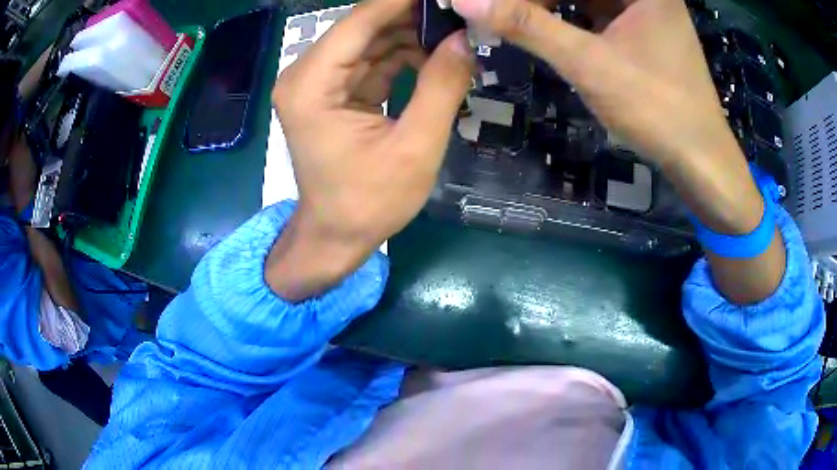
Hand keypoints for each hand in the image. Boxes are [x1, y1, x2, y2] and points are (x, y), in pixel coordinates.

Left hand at [267, 0, 473, 300]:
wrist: (336, 235)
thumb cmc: (369, 203)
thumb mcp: (415, 148)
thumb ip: (441, 86)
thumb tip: (465, 39)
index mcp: (312, 85)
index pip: (361, 20)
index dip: (404, 2)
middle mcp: (305, 74)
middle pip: (364, 25)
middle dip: (413, 17)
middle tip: (459, 16)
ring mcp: (316, 81)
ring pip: (370, 39)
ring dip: (412, 35)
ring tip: (456, 35)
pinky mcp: (331, 90)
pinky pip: (370, 59)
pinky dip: (403, 55)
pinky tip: (436, 56)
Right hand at [452, 0, 784, 303]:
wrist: (700, 159)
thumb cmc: (657, 109)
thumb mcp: (590, 63)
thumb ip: (528, 26)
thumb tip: (465, 1)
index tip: (491, 5)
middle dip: (536, 1)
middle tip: (498, 13)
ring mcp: (644, 9)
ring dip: (548, 7)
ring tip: (513, 20)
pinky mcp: (642, 29)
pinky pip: (597, 11)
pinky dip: (569, 17)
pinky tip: (544, 28)